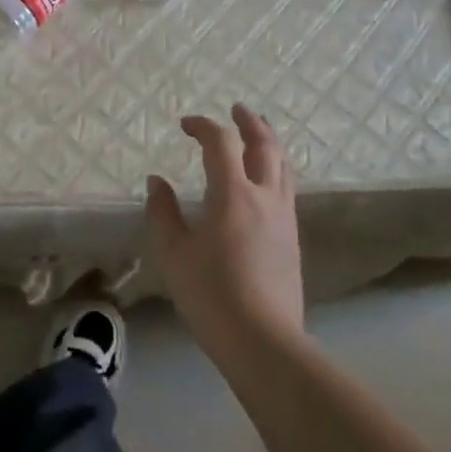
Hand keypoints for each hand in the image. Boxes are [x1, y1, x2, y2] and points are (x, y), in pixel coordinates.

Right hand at [145, 104, 302, 361]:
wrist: (263, 342)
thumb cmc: (210, 295)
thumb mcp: (173, 253)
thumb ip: (163, 212)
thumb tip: (158, 182)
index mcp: (233, 194)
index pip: (221, 143)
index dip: (203, 126)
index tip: (185, 124)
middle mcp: (264, 197)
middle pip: (265, 145)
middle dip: (250, 123)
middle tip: (237, 109)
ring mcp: (284, 218)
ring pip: (283, 166)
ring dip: (269, 143)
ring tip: (258, 134)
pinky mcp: (293, 239)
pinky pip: (287, 188)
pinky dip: (276, 169)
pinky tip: (266, 181)